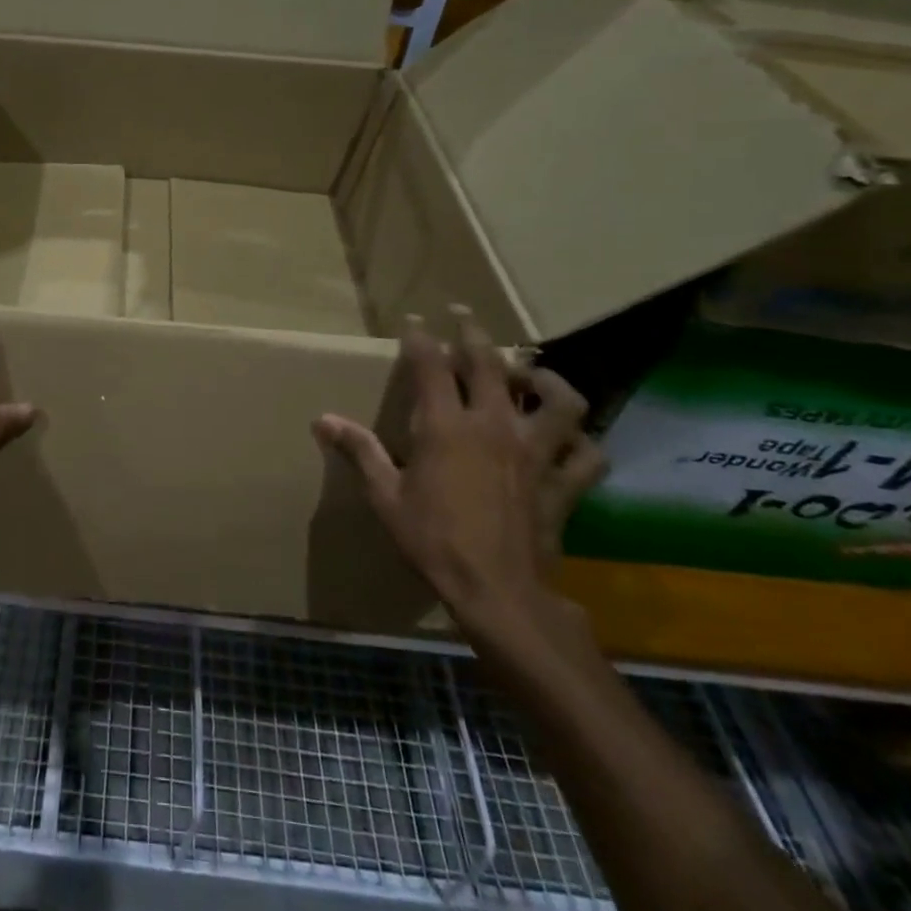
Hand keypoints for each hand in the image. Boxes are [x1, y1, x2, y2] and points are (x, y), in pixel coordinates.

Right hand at [311, 308, 604, 631]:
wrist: (497, 592)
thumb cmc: (433, 540)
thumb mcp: (386, 496)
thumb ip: (359, 451)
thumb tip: (322, 420)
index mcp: (446, 427)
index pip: (431, 366)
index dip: (421, 338)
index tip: (415, 320)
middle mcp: (494, 427)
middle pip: (490, 365)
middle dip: (474, 335)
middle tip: (464, 317)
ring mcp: (535, 453)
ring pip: (557, 401)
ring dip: (545, 381)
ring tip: (531, 376)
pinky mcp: (563, 483)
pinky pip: (587, 455)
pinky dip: (583, 443)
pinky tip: (571, 440)